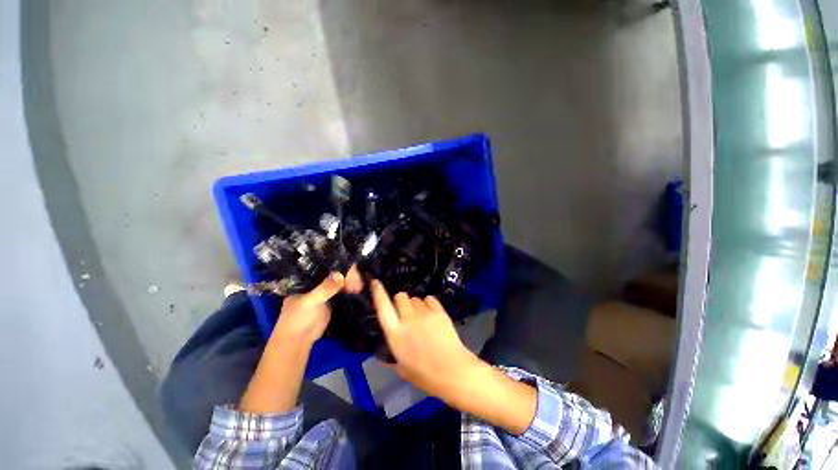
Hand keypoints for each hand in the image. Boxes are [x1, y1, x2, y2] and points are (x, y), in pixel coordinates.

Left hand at [272, 266, 363, 344]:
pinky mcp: (332, 301)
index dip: (337, 266)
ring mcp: (325, 292)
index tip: (351, 268)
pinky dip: (350, 290)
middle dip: (346, 275)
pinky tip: (359, 288)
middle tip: (358, 281)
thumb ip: (325, 289)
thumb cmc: (298, 319)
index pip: (324, 267)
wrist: (299, 341)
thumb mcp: (310, 301)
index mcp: (307, 279)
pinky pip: (343, 292)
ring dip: (350, 282)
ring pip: (340, 282)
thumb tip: (341, 274)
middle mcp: (317, 283)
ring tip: (360, 285)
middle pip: (335, 274)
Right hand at [370, 280, 480, 399]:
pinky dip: (428, 304)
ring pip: (415, 298)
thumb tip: (381, 354)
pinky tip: (432, 315)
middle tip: (406, 313)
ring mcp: (424, 313)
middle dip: (400, 301)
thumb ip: (391, 356)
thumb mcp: (401, 368)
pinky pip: (429, 299)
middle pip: (400, 296)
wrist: (452, 371)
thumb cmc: (424, 375)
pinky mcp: (439, 311)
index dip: (378, 293)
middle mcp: (408, 319)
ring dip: (415, 305)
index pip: (382, 307)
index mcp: (395, 334)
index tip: (375, 282)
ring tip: (422, 318)